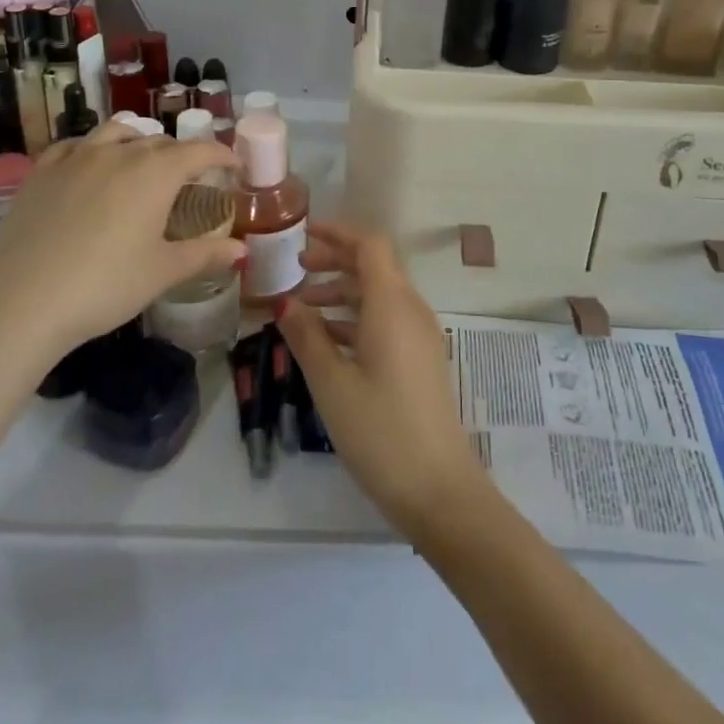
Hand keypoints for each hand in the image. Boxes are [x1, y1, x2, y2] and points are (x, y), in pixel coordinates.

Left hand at [0, 122, 241, 357]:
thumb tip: (242, 250)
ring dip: (137, 141)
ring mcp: (76, 158)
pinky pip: (74, 145)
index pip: (199, 151)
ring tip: (141, 161)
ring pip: (116, 133)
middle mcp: (119, 153)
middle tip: (189, 180)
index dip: (221, 155)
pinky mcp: (42, 171)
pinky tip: (90, 164)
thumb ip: (205, 254)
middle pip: (159, 142)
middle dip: (181, 155)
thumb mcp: (163, 272)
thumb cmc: (105, 285)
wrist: (23, 301)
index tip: (234, 165)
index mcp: (155, 173)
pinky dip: (92, 147)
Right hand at [277, 221, 495, 541]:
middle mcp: (411, 310)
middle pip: (374, 266)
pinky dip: (356, 318)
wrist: (439, 490)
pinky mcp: (420, 359)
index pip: (369, 245)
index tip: (303, 235)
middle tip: (296, 268)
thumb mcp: (332, 383)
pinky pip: (386, 320)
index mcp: (392, 304)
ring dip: (343, 291)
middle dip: (336, 260)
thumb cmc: (380, 431)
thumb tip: (284, 301)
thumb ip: (307, 335)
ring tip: (302, 306)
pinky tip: (326, 339)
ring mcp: (420, 336)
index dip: (337, 233)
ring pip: (379, 294)